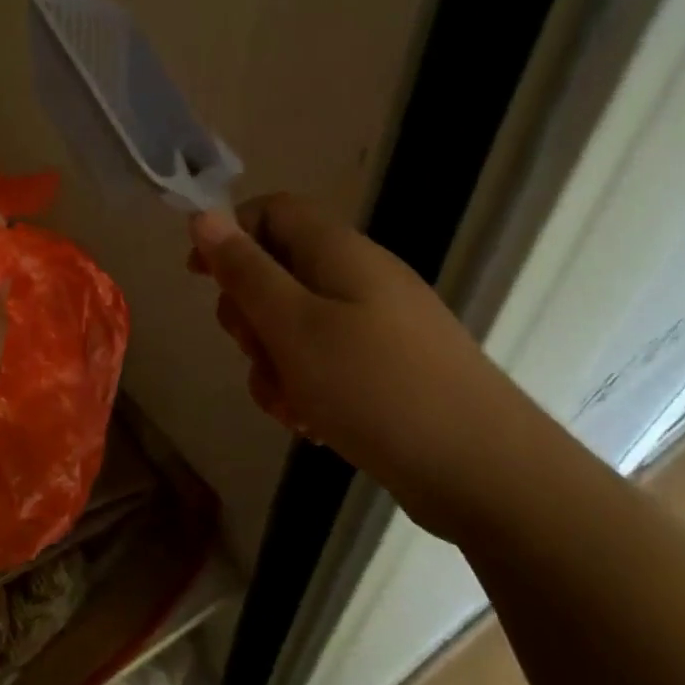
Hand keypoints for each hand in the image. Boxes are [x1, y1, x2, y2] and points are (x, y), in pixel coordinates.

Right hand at [189, 194, 555, 540]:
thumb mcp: (293, 326)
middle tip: (255, 351)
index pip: (271, 211)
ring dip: (274, 361)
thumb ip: (245, 270)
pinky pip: (326, 361)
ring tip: (289, 404)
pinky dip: (307, 385)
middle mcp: (358, 278)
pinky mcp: (386, 367)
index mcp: (338, 252)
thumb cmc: (376, 387)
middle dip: (250, 314)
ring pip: (295, 325)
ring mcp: (376, 324)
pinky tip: (312, 424)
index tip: (200, 278)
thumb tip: (204, 215)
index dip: (230, 235)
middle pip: (278, 271)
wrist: (485, 472)